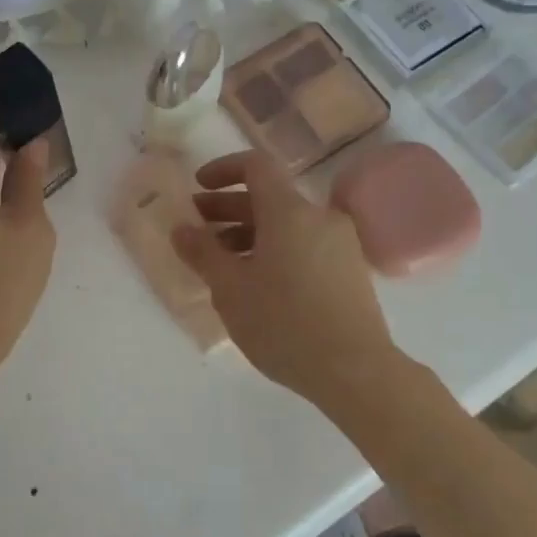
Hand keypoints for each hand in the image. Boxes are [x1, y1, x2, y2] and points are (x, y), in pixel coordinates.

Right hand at [172, 151, 397, 409]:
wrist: (355, 371)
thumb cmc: (284, 324)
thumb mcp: (230, 289)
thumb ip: (202, 253)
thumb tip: (181, 228)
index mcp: (290, 211)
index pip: (256, 166)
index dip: (223, 169)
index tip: (197, 188)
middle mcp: (319, 217)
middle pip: (269, 197)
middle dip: (228, 208)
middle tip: (197, 230)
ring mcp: (340, 243)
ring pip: (286, 224)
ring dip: (250, 233)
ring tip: (222, 263)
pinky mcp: (349, 270)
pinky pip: (304, 245)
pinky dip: (275, 250)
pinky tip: (256, 283)